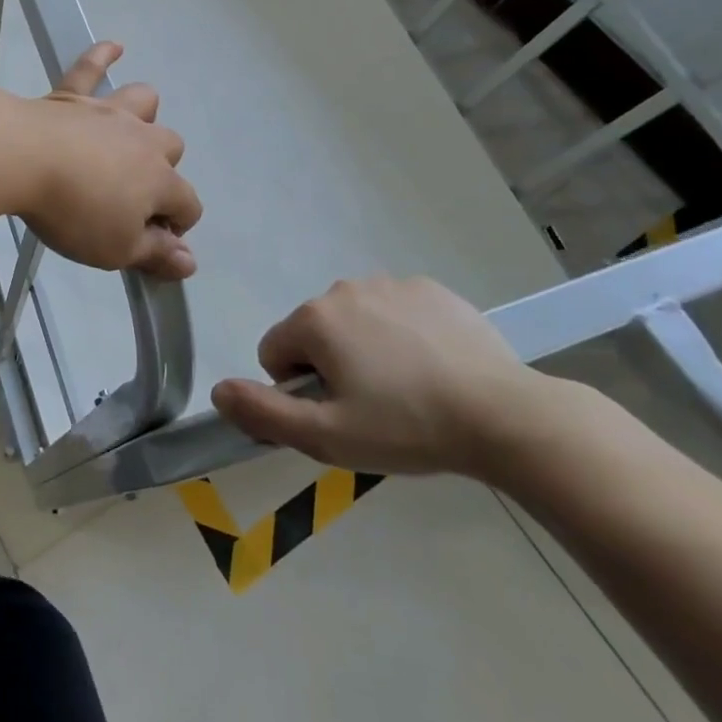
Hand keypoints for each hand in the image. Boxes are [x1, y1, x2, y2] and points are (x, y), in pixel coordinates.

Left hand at [13, 42, 201, 279]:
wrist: (22, 158)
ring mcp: (108, 112)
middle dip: (163, 170)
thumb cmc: (73, 211)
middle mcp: (143, 140)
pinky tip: (114, 47)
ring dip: (143, 116)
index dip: (177, 225)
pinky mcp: (72, 96)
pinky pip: (91, 67)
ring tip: (129, 133)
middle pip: (172, 147)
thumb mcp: (115, 248)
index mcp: (160, 180)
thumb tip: (189, 262)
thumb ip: (155, 254)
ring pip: (143, 102)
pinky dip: (103, 55)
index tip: (153, 242)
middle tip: (130, 194)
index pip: (188, 204)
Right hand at [210, 277, 545, 476]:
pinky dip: (401, 334)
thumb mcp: (328, 437)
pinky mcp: (430, 288)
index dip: (298, 390)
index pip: (275, 352)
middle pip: (314, 333)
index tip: (338, 414)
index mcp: (314, 320)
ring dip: (364, 349)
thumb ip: (264, 413)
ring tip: (408, 388)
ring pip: (354, 321)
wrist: (504, 415)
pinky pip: (394, 311)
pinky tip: (434, 366)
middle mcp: (343, 289)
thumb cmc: (408, 427)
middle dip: (331, 367)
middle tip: (374, 407)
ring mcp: (390, 284)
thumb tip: (217, 391)